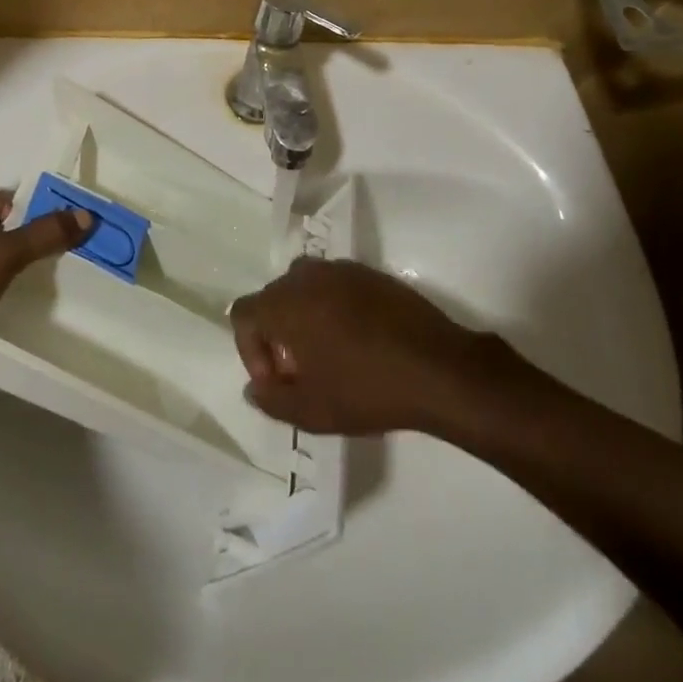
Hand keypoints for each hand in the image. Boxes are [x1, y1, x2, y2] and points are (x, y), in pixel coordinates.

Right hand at [229, 258, 519, 436]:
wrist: (439, 368)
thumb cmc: (367, 389)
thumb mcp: (313, 411)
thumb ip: (273, 400)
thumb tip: (255, 388)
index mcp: (285, 303)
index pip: (244, 314)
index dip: (250, 350)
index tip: (277, 380)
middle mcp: (307, 276)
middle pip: (273, 299)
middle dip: (277, 335)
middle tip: (300, 372)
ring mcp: (341, 270)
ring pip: (305, 289)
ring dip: (304, 318)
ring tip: (327, 355)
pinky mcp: (370, 274)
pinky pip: (335, 286)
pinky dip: (333, 309)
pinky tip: (358, 342)